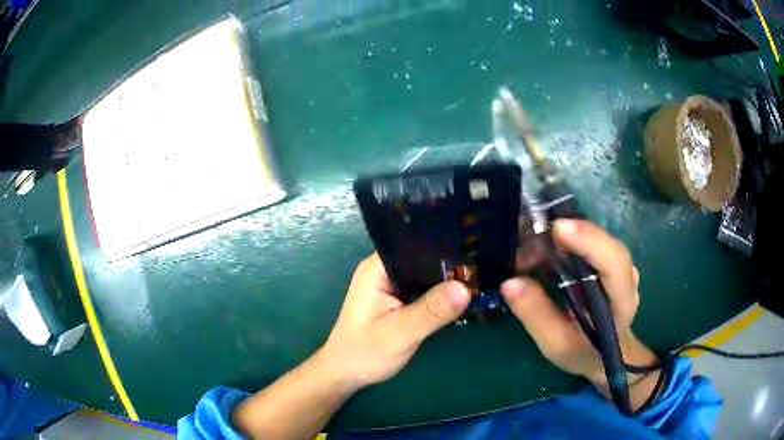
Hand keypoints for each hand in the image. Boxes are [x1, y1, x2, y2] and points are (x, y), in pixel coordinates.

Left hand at [318, 254, 470, 389]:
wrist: (345, 375)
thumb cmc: (364, 353)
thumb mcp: (400, 334)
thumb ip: (432, 311)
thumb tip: (465, 287)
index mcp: (377, 269)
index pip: (415, 245)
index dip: (443, 246)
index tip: (473, 250)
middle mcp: (384, 270)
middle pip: (423, 259)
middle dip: (449, 265)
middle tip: (482, 268)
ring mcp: (390, 285)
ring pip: (425, 275)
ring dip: (446, 281)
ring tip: (478, 278)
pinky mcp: (397, 299)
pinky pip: (423, 290)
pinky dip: (439, 294)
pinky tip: (460, 296)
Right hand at [502, 219, 655, 388]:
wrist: (606, 353)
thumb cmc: (583, 353)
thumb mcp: (557, 345)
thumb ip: (537, 316)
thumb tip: (510, 283)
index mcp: (622, 300)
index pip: (614, 262)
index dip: (589, 241)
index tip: (557, 229)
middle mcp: (626, 274)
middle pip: (601, 242)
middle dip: (563, 238)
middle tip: (525, 246)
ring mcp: (619, 263)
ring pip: (592, 238)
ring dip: (559, 239)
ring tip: (526, 253)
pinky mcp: (607, 258)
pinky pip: (586, 241)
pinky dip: (561, 242)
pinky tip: (539, 251)